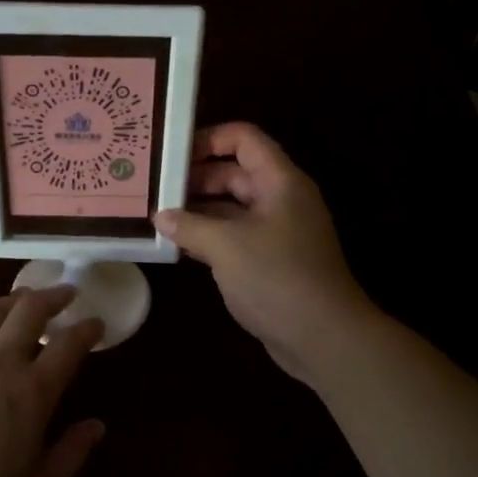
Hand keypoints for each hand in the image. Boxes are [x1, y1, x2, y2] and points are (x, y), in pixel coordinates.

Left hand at [0, 287, 105, 476]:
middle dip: (52, 296)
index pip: (69, 345)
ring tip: (23, 300)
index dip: (87, 329)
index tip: (95, 323)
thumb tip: (97, 425)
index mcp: (32, 392)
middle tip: (64, 293)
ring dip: (13, 301)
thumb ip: (71, 454)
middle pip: (29, 310)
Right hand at [156, 123, 375, 385]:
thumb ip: (189, 225)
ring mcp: (275, 231)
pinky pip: (234, 235)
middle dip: (195, 177)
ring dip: (197, 209)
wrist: (323, 338)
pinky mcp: (269, 260)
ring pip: (231, 206)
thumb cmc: (277, 278)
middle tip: (154, 187)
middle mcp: (279, 199)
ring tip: (157, 214)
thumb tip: (159, 216)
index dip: (209, 138)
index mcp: (279, 181)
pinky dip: (208, 236)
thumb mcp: (226, 246)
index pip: (244, 138)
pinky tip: (177, 244)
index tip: (171, 154)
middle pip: (234, 172)